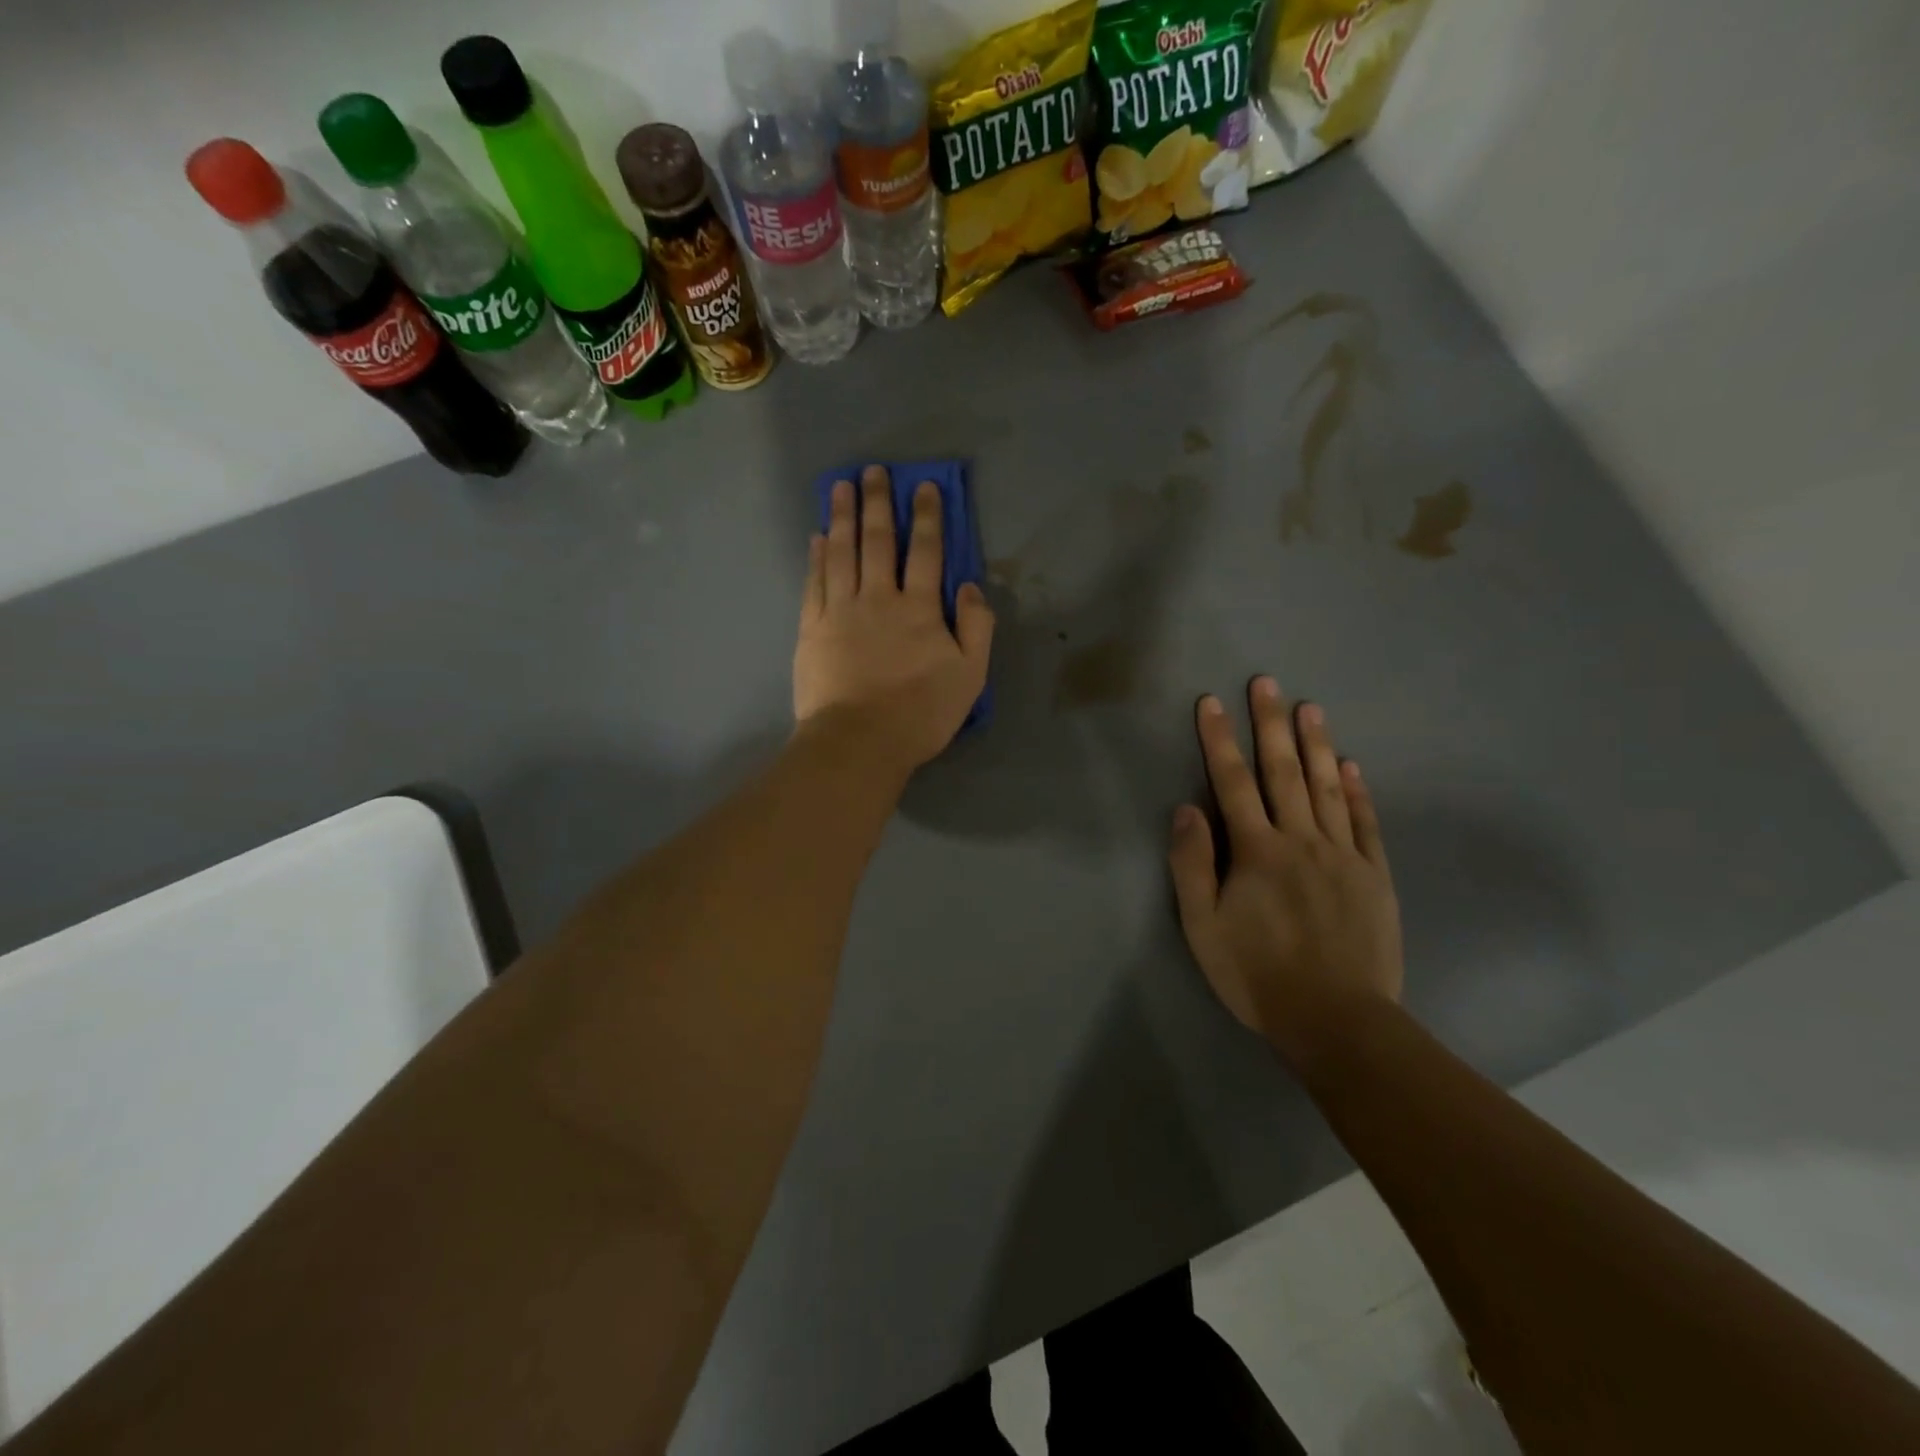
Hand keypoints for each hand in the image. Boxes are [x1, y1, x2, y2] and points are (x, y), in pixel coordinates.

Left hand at [794, 465, 993, 775]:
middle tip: (873, 471)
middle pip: (878, 541)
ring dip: (842, 517)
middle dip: (878, 503)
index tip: (923, 485)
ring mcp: (840, 611)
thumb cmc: (920, 714)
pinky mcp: (812, 629)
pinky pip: (815, 583)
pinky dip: (816, 557)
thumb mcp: (969, 677)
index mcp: (919, 609)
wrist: (859, 742)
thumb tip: (970, 588)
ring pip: (841, 553)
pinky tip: (817, 537)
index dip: (927, 516)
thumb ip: (976, 628)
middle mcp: (878, 599)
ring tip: (839, 487)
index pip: (926, 552)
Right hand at [1168, 678, 1402, 1069]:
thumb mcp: (1203, 927)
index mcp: (1257, 851)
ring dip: (1316, 743)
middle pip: (1283, 772)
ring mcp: (1343, 855)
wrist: (1337, 1020)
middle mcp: (1301, 841)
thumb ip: (1193, 865)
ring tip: (1309, 706)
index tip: (1211, 703)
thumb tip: (1188, 809)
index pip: (1232, 783)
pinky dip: (1356, 791)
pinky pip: (1364, 822)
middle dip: (1270, 724)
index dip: (1219, 740)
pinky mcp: (1374, 876)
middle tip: (1267, 682)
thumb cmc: (1258, 975)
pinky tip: (1350, 765)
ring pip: (1327, 787)